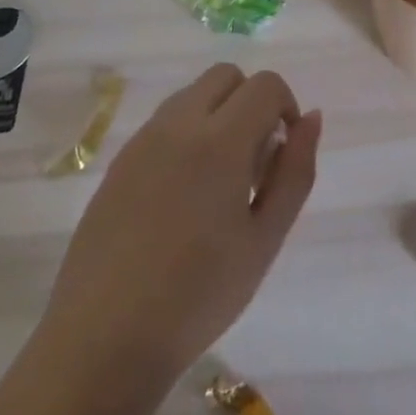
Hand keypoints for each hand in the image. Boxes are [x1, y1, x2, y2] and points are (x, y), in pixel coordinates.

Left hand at [38, 64, 320, 385]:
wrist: (103, 339)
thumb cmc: (198, 296)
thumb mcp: (264, 239)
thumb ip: (295, 172)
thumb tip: (311, 119)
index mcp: (220, 139)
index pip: (265, 85)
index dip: (285, 107)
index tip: (282, 154)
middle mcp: (179, 123)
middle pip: (226, 75)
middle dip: (251, 101)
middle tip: (254, 162)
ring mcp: (143, 139)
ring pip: (192, 93)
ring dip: (217, 114)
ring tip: (218, 182)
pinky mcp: (119, 160)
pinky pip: (164, 122)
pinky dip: (186, 134)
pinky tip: (182, 197)